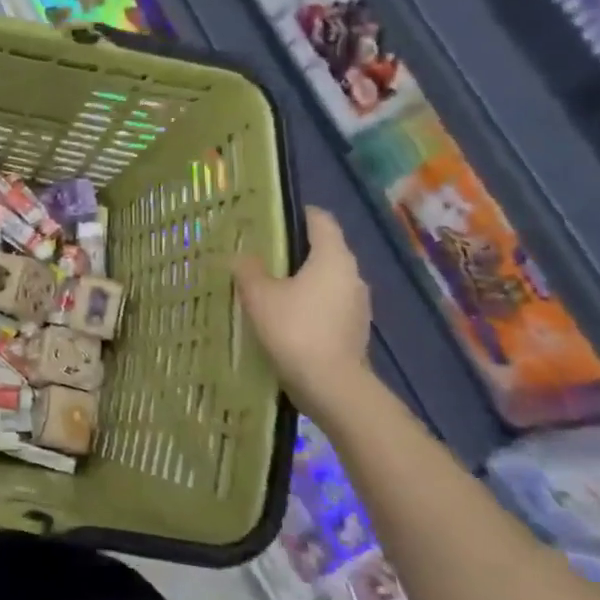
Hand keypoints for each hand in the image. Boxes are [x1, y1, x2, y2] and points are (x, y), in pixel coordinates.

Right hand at [232, 207, 373, 418]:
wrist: (331, 385)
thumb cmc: (294, 329)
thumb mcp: (259, 295)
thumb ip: (248, 269)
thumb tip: (242, 256)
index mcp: (333, 257)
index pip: (320, 220)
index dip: (296, 214)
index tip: (269, 218)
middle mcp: (352, 274)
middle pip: (324, 249)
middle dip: (294, 249)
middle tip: (259, 253)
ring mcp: (357, 303)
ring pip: (326, 278)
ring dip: (301, 279)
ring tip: (268, 286)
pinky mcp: (354, 328)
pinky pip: (328, 303)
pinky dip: (309, 303)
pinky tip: (284, 316)